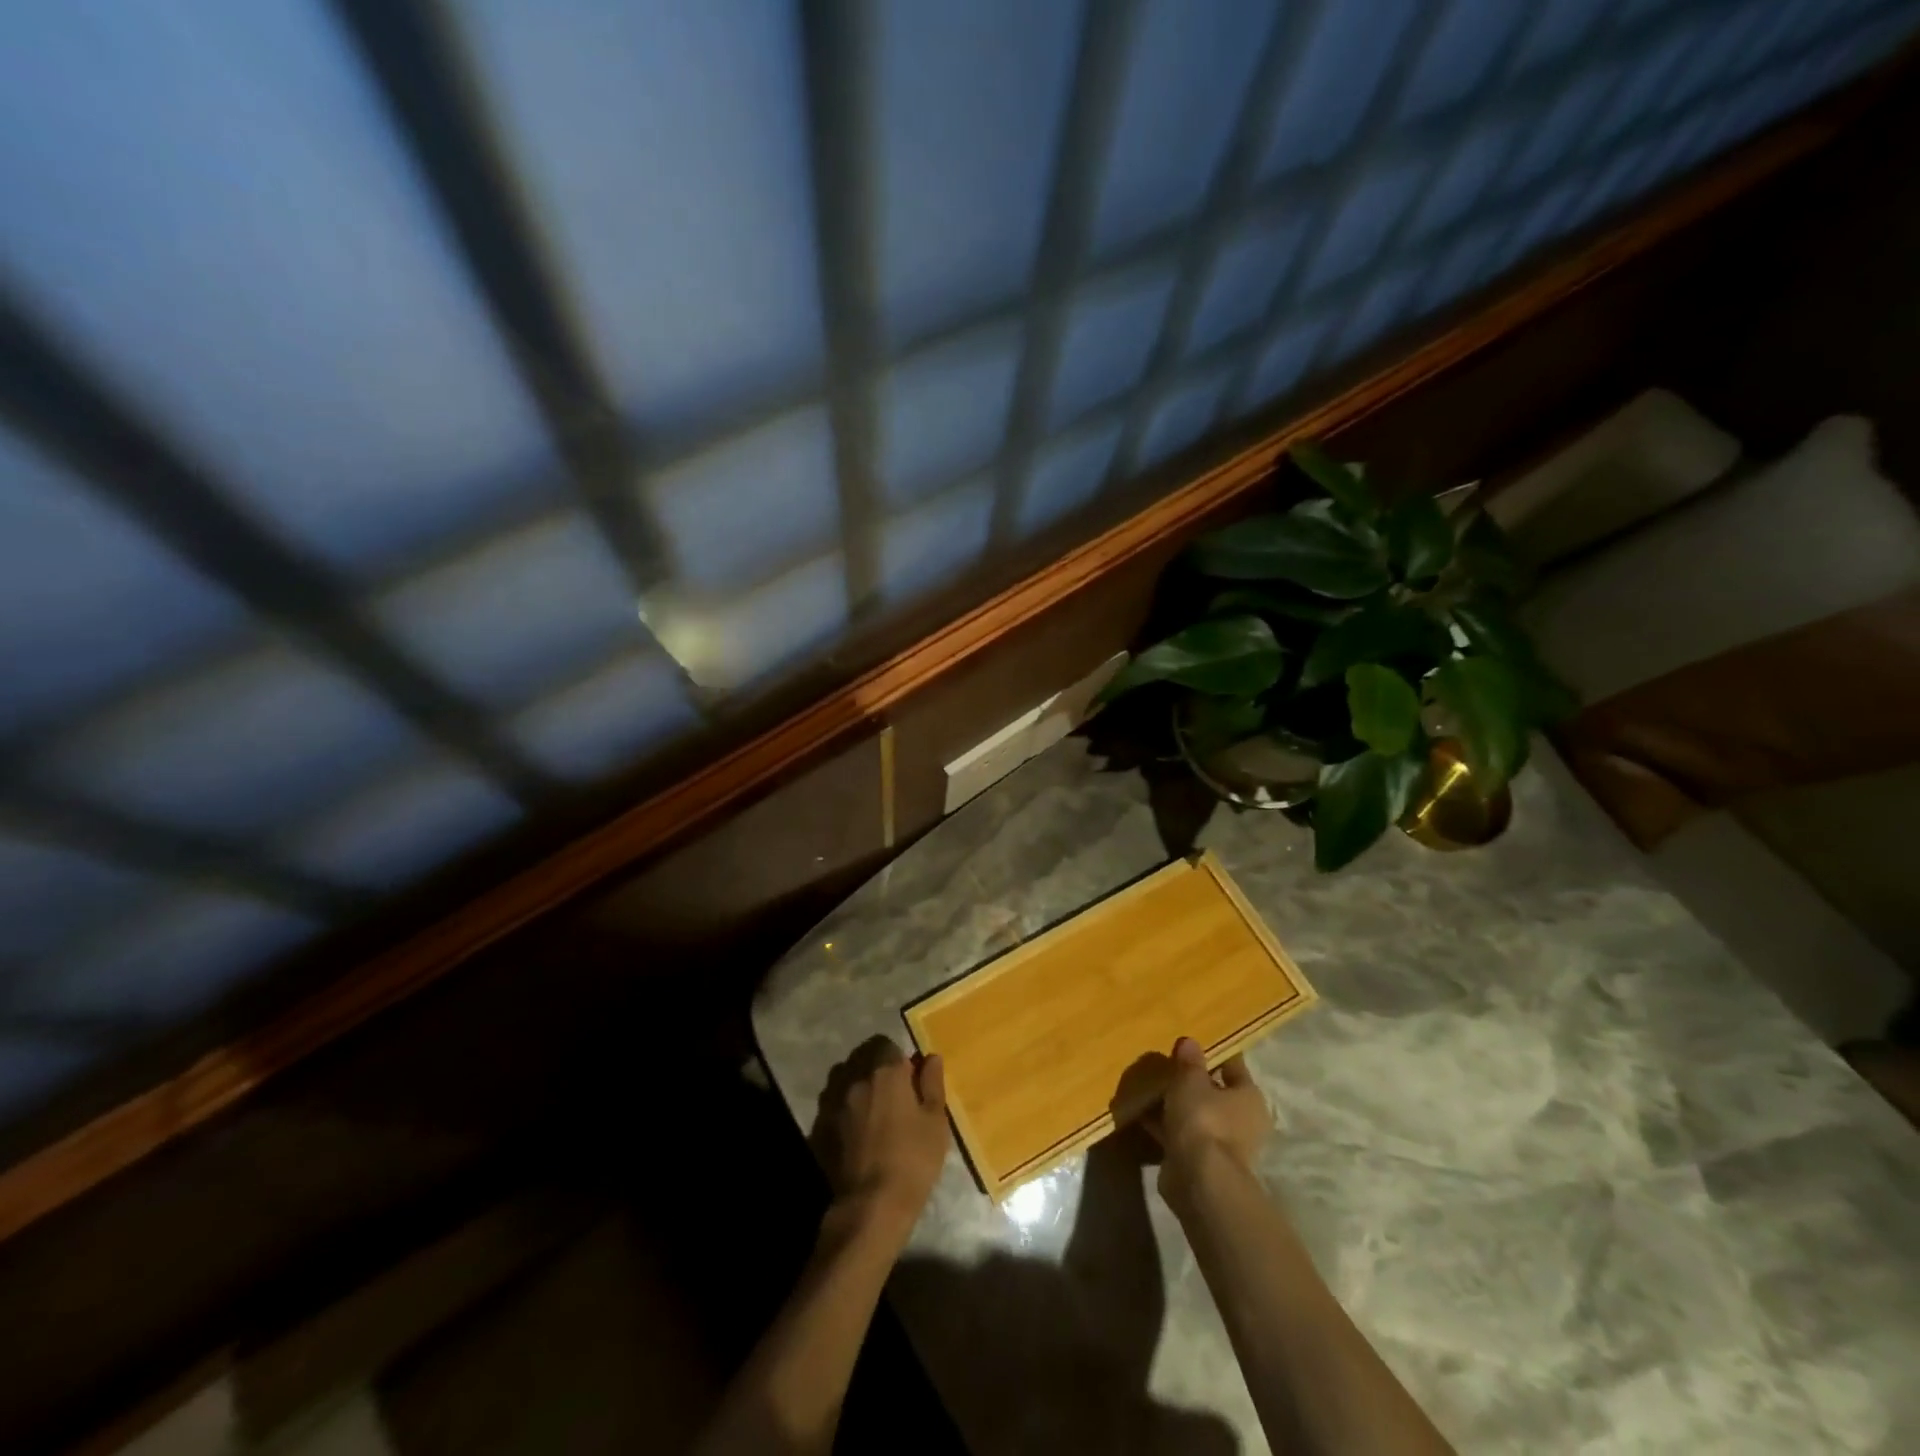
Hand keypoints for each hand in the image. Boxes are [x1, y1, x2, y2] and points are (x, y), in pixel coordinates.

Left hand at [815, 1038, 950, 1239]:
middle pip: (862, 1057)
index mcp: (886, 1072)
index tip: (908, 1078)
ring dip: (856, 1083)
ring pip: (844, 1077)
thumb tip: (930, 1057)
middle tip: (891, 1093)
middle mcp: (856, 1077)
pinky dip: (842, 1107)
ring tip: (870, 1108)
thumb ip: (932, 1084)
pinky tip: (853, 1129)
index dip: (898, 1058)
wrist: (871, 1205)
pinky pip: (832, 1103)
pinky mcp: (819, 1124)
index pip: (887, 1044)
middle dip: (875, 1067)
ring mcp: (834, 1100)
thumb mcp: (935, 1122)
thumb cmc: (913, 1160)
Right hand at [1144, 1036, 1272, 1195]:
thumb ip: (1189, 1061)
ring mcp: (1222, 1144)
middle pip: (1214, 1092)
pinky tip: (1142, 1112)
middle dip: (1192, 1081)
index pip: (1233, 1066)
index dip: (1213, 1053)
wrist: (1198, 1179)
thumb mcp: (1191, 1080)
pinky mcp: (1200, 1162)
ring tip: (1149, 1086)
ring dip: (1176, 1104)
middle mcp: (1242, 1121)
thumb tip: (1190, 1042)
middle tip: (1166, 1064)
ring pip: (1196, 1114)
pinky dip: (1165, 1125)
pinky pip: (1180, 1133)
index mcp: (1249, 1097)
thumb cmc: (1203, 1119)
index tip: (1191, 1042)